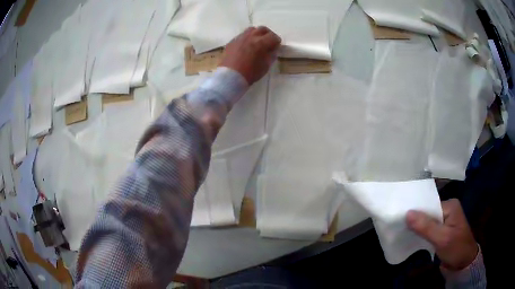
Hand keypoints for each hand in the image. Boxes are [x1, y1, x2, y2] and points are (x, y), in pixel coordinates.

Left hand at [220, 26, 280, 84]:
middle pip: (262, 29)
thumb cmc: (250, 73)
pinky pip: (241, 36)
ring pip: (251, 30)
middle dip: (268, 34)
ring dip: (256, 34)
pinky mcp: (231, 42)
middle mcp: (250, 37)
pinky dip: (247, 38)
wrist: (229, 77)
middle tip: (269, 41)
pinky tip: (246, 46)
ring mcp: (239, 38)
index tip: (277, 45)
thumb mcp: (265, 66)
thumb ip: (271, 55)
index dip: (277, 41)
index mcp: (260, 43)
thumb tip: (273, 49)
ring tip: (257, 41)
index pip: (273, 36)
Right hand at [406, 199, 477, 270]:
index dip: (415, 212)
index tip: (399, 218)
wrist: (464, 264)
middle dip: (415, 220)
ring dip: (417, 228)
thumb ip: (426, 226)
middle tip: (398, 226)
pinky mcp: (442, 231)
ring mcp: (445, 220)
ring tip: (401, 232)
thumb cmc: (456, 249)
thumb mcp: (442, 239)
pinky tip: (412, 238)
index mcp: (450, 205)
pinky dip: (421, 234)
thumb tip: (407, 213)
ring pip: (427, 222)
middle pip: (428, 213)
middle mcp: (448, 209)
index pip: (429, 205)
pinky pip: (429, 229)